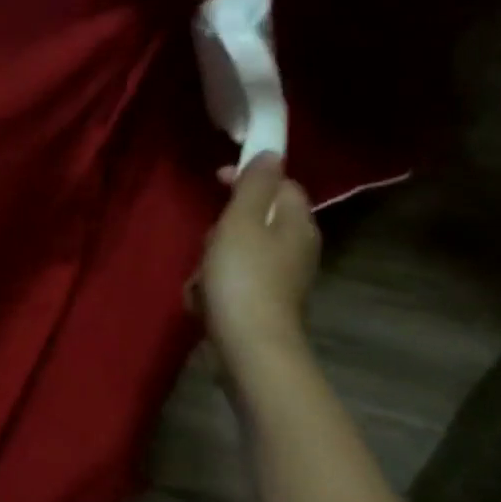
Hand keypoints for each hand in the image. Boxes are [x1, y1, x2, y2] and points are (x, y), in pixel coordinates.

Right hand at [191, 155, 319, 366]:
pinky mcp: (262, 304)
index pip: (280, 184)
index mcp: (297, 223)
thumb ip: (254, 185)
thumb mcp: (241, 222)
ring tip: (203, 278)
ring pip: (237, 252)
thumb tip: (271, 153)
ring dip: (212, 260)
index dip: (248, 178)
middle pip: (253, 219)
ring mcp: (280, 279)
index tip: (216, 180)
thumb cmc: (243, 278)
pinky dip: (214, 287)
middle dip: (223, 228)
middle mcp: (296, 248)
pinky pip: (232, 281)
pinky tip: (204, 301)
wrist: (249, 348)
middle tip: (209, 242)